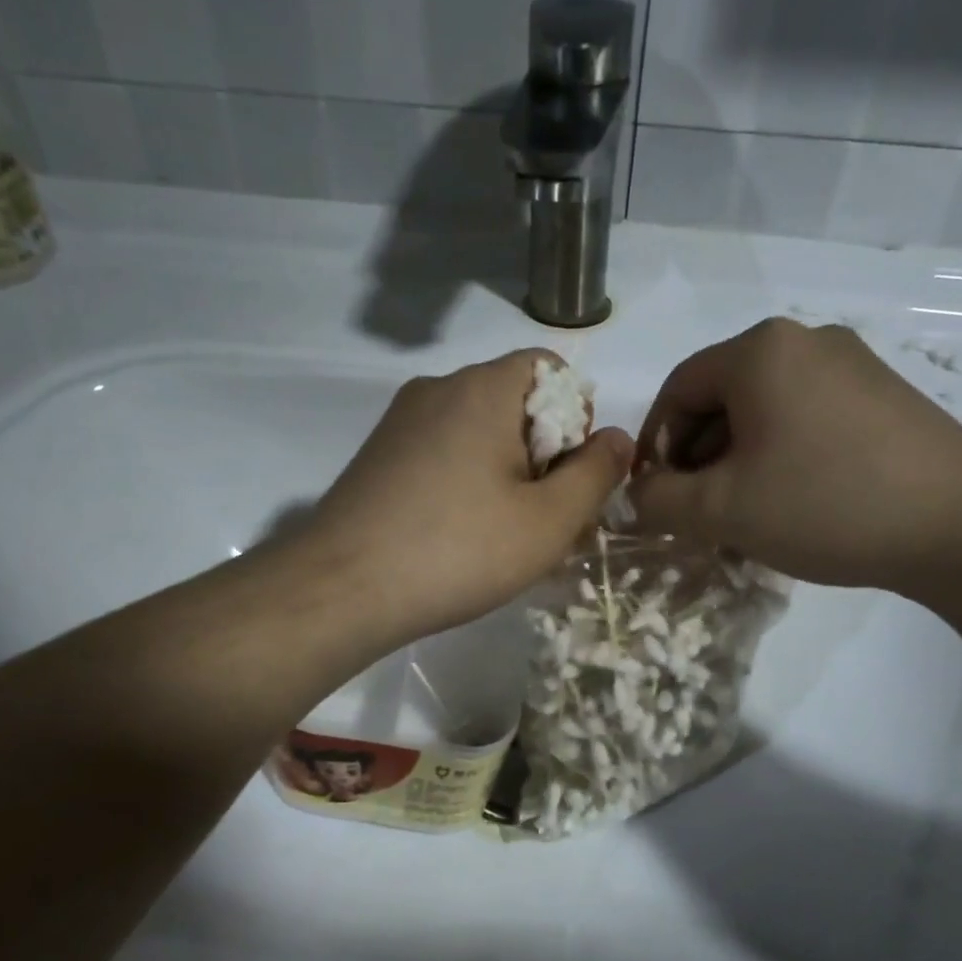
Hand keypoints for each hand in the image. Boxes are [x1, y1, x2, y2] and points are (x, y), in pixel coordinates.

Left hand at [302, 350, 630, 642]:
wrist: (342, 589)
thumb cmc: (459, 550)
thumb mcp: (549, 521)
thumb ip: (596, 473)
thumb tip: (619, 438)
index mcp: (483, 388)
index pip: (551, 371)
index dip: (576, 420)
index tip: (568, 478)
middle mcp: (438, 388)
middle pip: (515, 403)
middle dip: (544, 453)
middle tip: (545, 519)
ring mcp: (400, 421)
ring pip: (478, 433)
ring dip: (507, 473)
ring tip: (505, 535)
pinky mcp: (378, 456)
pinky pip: (442, 453)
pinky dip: (467, 482)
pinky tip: (461, 535)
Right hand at [630, 318, 961, 593]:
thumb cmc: (825, 504)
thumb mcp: (722, 510)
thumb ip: (658, 500)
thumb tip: (636, 494)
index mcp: (760, 351)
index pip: (678, 389)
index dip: (655, 444)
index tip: (654, 495)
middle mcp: (806, 341)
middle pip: (722, 397)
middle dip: (698, 457)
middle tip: (696, 512)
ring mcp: (853, 365)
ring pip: (764, 412)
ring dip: (737, 462)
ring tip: (741, 516)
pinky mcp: (884, 396)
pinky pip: (806, 419)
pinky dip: (780, 457)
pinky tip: (790, 503)